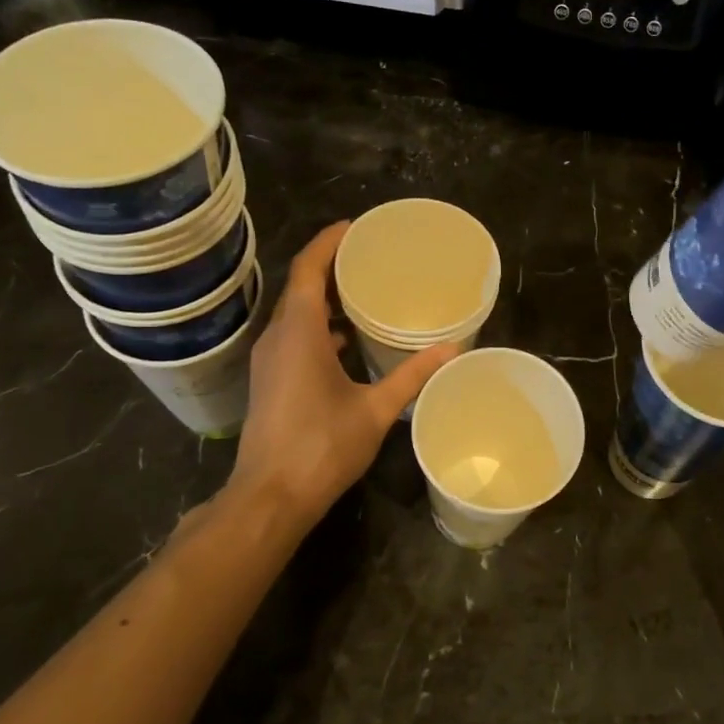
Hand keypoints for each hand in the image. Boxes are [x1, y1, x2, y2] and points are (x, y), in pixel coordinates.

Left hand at [228, 222, 458, 534]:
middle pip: (301, 287)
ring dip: (325, 298)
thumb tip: (452, 349)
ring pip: (296, 314)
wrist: (270, 496)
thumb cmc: (321, 447)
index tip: (354, 227)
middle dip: (331, 267)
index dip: (327, 243)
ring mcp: (270, 361)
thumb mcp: (375, 410)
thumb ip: (412, 376)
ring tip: (364, 292)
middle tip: (370, 257)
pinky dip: (319, 326)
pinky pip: (294, 336)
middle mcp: (278, 338)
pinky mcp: (271, 380)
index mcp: (299, 333)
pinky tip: (347, 340)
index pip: (307, 270)